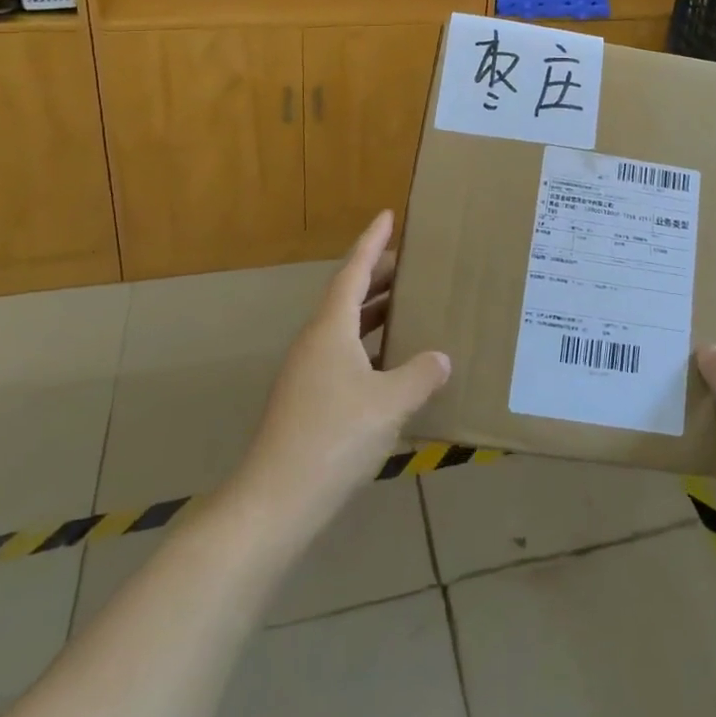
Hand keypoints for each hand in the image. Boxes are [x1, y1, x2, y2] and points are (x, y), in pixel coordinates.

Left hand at [240, 212, 450, 528]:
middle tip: (411, 263)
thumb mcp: (389, 403)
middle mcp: (316, 342)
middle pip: (348, 295)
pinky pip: (344, 354)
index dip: (372, 242)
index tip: (387, 215)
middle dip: (378, 275)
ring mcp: (308, 373)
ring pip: (345, 327)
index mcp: (331, 328)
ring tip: (407, 305)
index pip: (354, 271)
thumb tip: (440, 358)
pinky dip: (369, 346)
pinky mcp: (308, 401)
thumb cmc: (334, 437)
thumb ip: (419, 375)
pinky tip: (392, 364)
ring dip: (375, 311)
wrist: (275, 501)